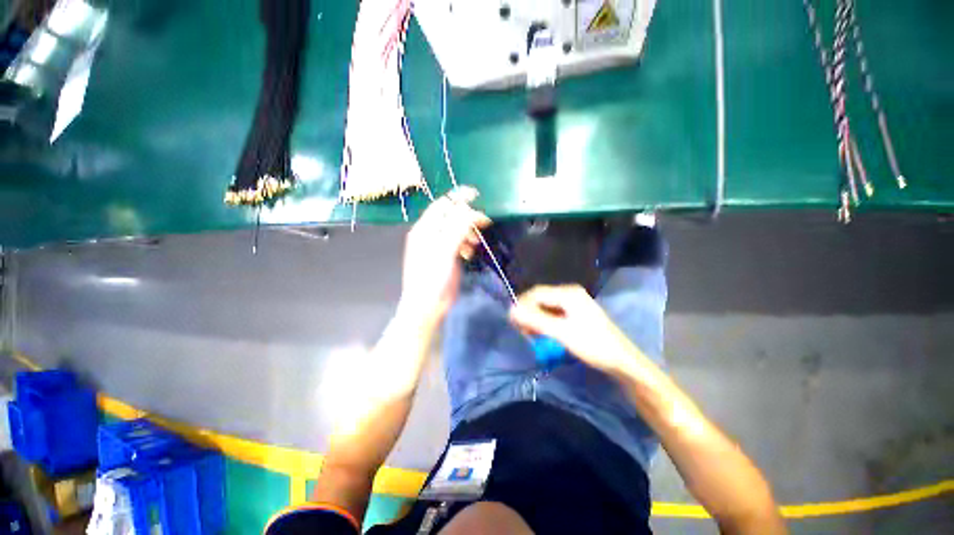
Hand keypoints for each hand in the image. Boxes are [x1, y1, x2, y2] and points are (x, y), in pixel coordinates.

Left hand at [398, 186, 490, 325]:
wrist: (427, 306)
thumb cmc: (433, 278)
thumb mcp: (445, 251)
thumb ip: (457, 228)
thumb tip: (471, 210)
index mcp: (425, 229)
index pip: (442, 205)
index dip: (458, 198)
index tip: (477, 195)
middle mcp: (430, 234)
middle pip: (451, 217)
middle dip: (467, 217)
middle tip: (484, 222)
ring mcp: (437, 246)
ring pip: (456, 229)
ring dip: (468, 231)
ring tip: (475, 242)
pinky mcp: (445, 257)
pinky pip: (458, 242)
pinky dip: (466, 243)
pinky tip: (470, 252)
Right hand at [509, 285, 639, 376]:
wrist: (621, 361)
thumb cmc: (593, 345)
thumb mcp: (561, 332)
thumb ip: (535, 320)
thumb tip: (511, 310)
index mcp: (568, 293)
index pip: (536, 293)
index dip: (522, 306)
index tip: (513, 323)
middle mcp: (569, 293)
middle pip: (540, 299)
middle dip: (529, 314)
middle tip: (523, 332)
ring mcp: (573, 303)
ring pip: (545, 307)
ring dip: (535, 319)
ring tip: (531, 335)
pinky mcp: (575, 314)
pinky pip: (553, 314)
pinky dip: (545, 323)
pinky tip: (543, 334)